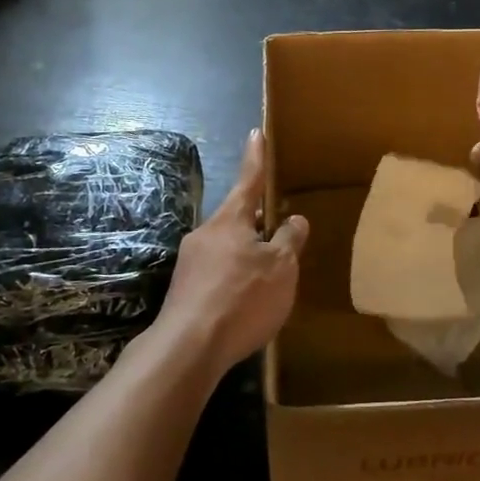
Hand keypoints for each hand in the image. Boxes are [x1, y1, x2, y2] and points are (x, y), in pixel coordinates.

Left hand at [153, 129, 307, 372]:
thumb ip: (289, 240)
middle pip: (237, 220)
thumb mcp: (280, 268)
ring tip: (268, 280)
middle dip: (257, 224)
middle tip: (279, 234)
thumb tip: (295, 220)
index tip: (256, 133)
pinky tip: (246, 304)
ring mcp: (190, 263)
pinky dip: (235, 280)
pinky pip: (218, 275)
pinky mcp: (184, 291)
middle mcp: (205, 234)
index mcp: (230, 220)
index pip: (248, 181)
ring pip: (227, 249)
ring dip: (246, 256)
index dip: (255, 158)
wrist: (188, 348)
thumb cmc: (242, 298)